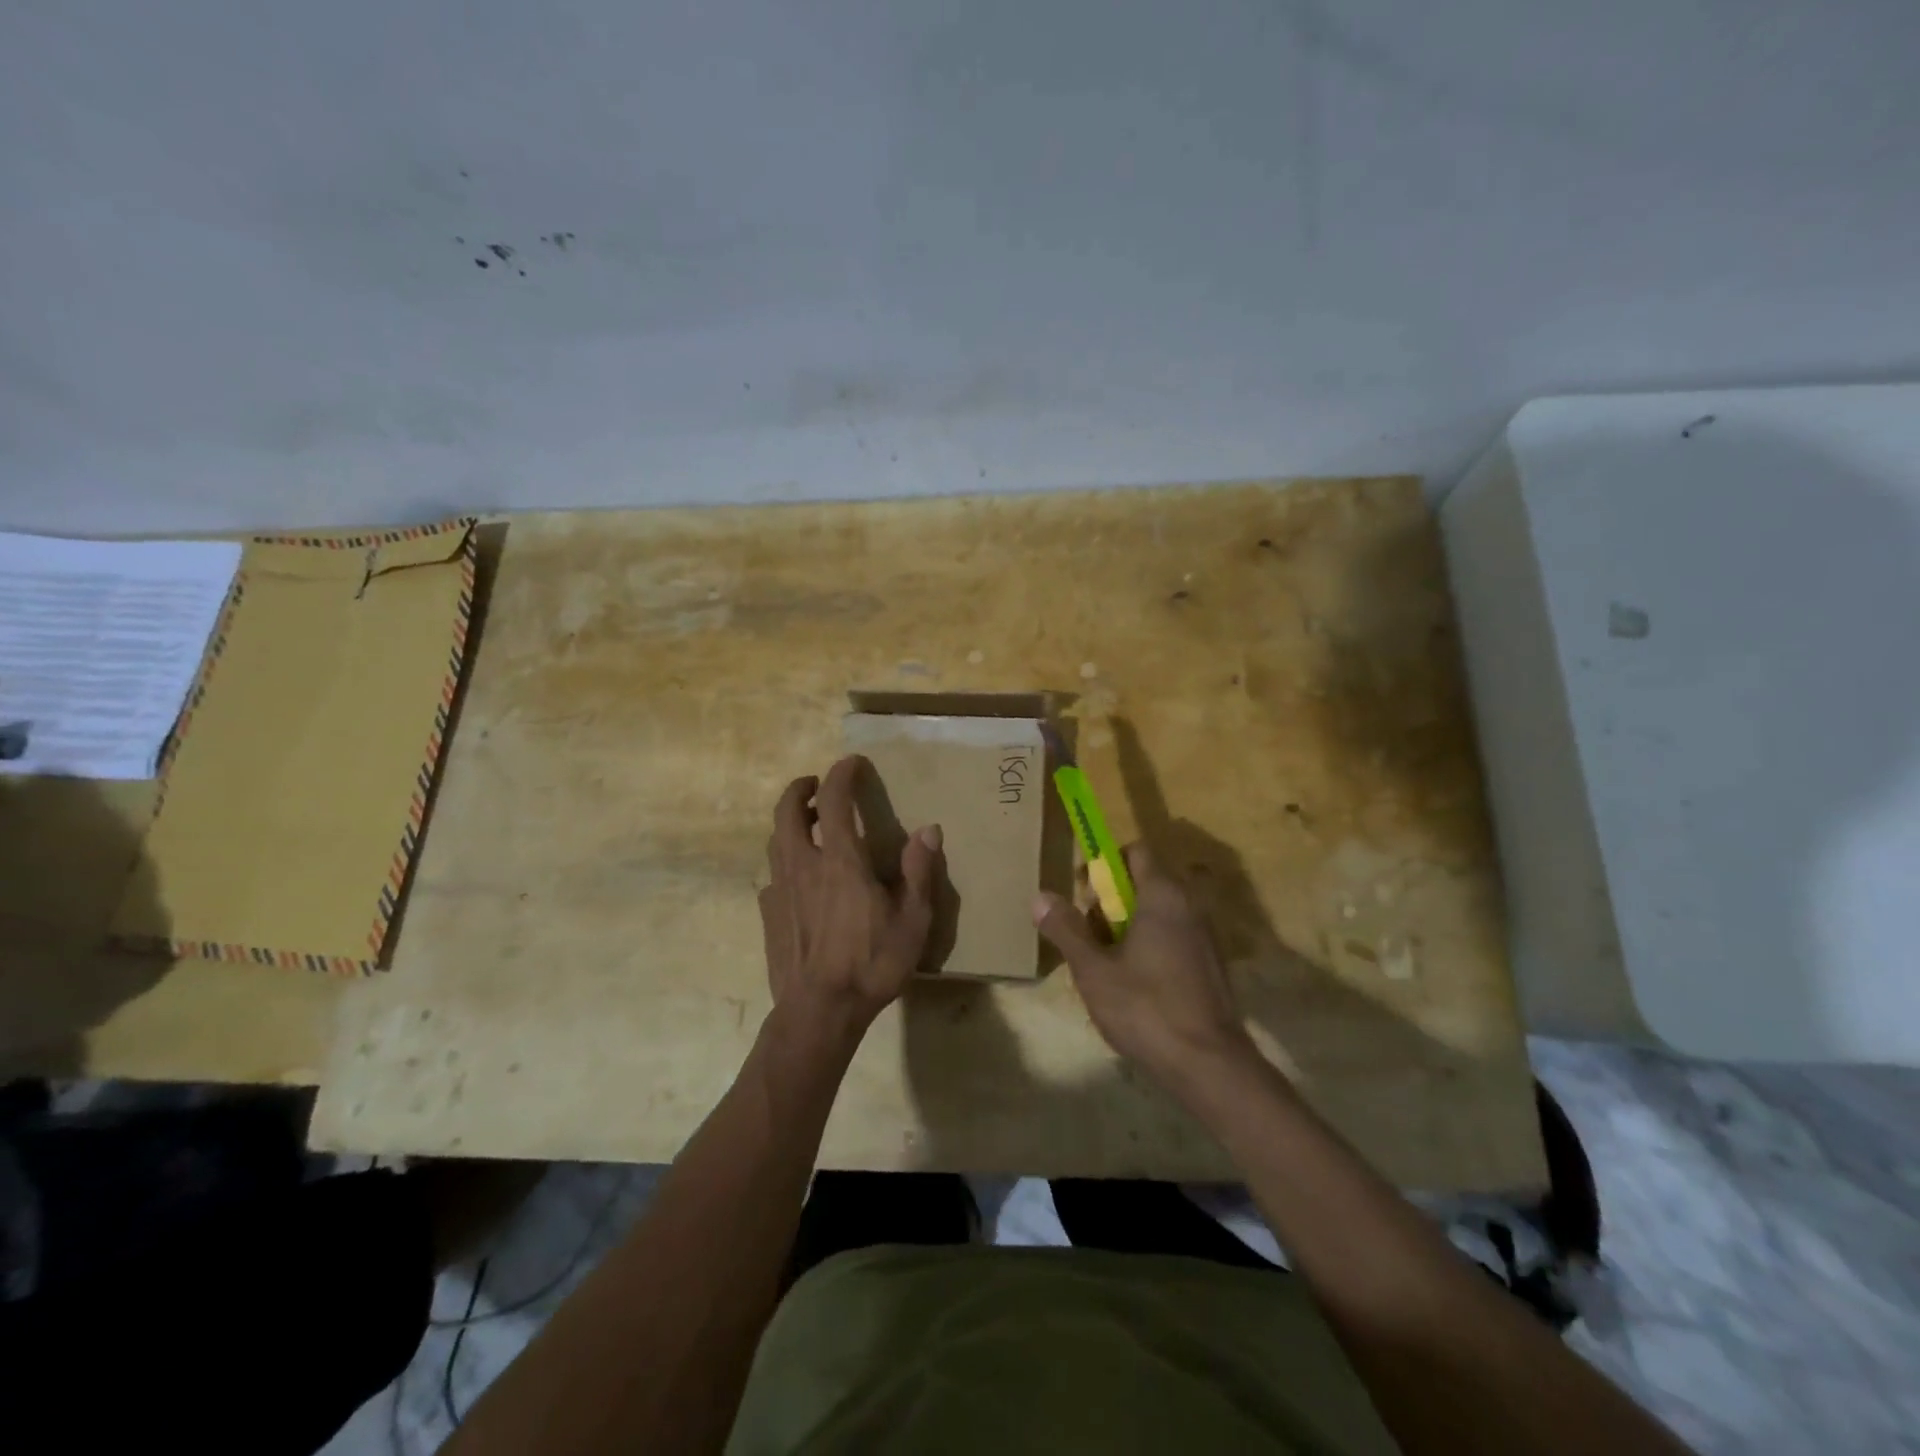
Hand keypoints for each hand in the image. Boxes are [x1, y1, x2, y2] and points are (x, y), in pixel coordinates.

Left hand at [759, 755, 943, 1037]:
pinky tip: (799, 879)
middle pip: (788, 810)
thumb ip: (918, 871)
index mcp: (840, 860)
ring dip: (790, 822)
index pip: (835, 799)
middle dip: (800, 788)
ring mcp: (780, 889)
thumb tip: (930, 830)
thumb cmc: (871, 964)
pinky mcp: (768, 913)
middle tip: (816, 785)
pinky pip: (773, 874)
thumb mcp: (912, 920)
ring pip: (775, 839)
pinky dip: (785, 861)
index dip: (842, 774)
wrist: (818, 1012)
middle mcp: (803, 864)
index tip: (852, 762)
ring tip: (809, 824)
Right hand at [1034, 844, 1254, 1086]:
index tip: (1084, 894)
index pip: (1136, 852)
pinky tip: (1134, 985)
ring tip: (1106, 964)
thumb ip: (1066, 929)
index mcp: (1163, 895)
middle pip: (1145, 882)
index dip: (1105, 864)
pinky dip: (1150, 946)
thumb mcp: (1093, 970)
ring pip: (1159, 912)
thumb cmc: (1146, 1008)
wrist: (1209, 1065)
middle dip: (1112, 901)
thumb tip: (1041, 896)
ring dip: (1129, 926)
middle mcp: (1190, 905)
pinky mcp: (1211, 964)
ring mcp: (1205, 936)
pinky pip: (1173, 937)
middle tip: (1089, 935)